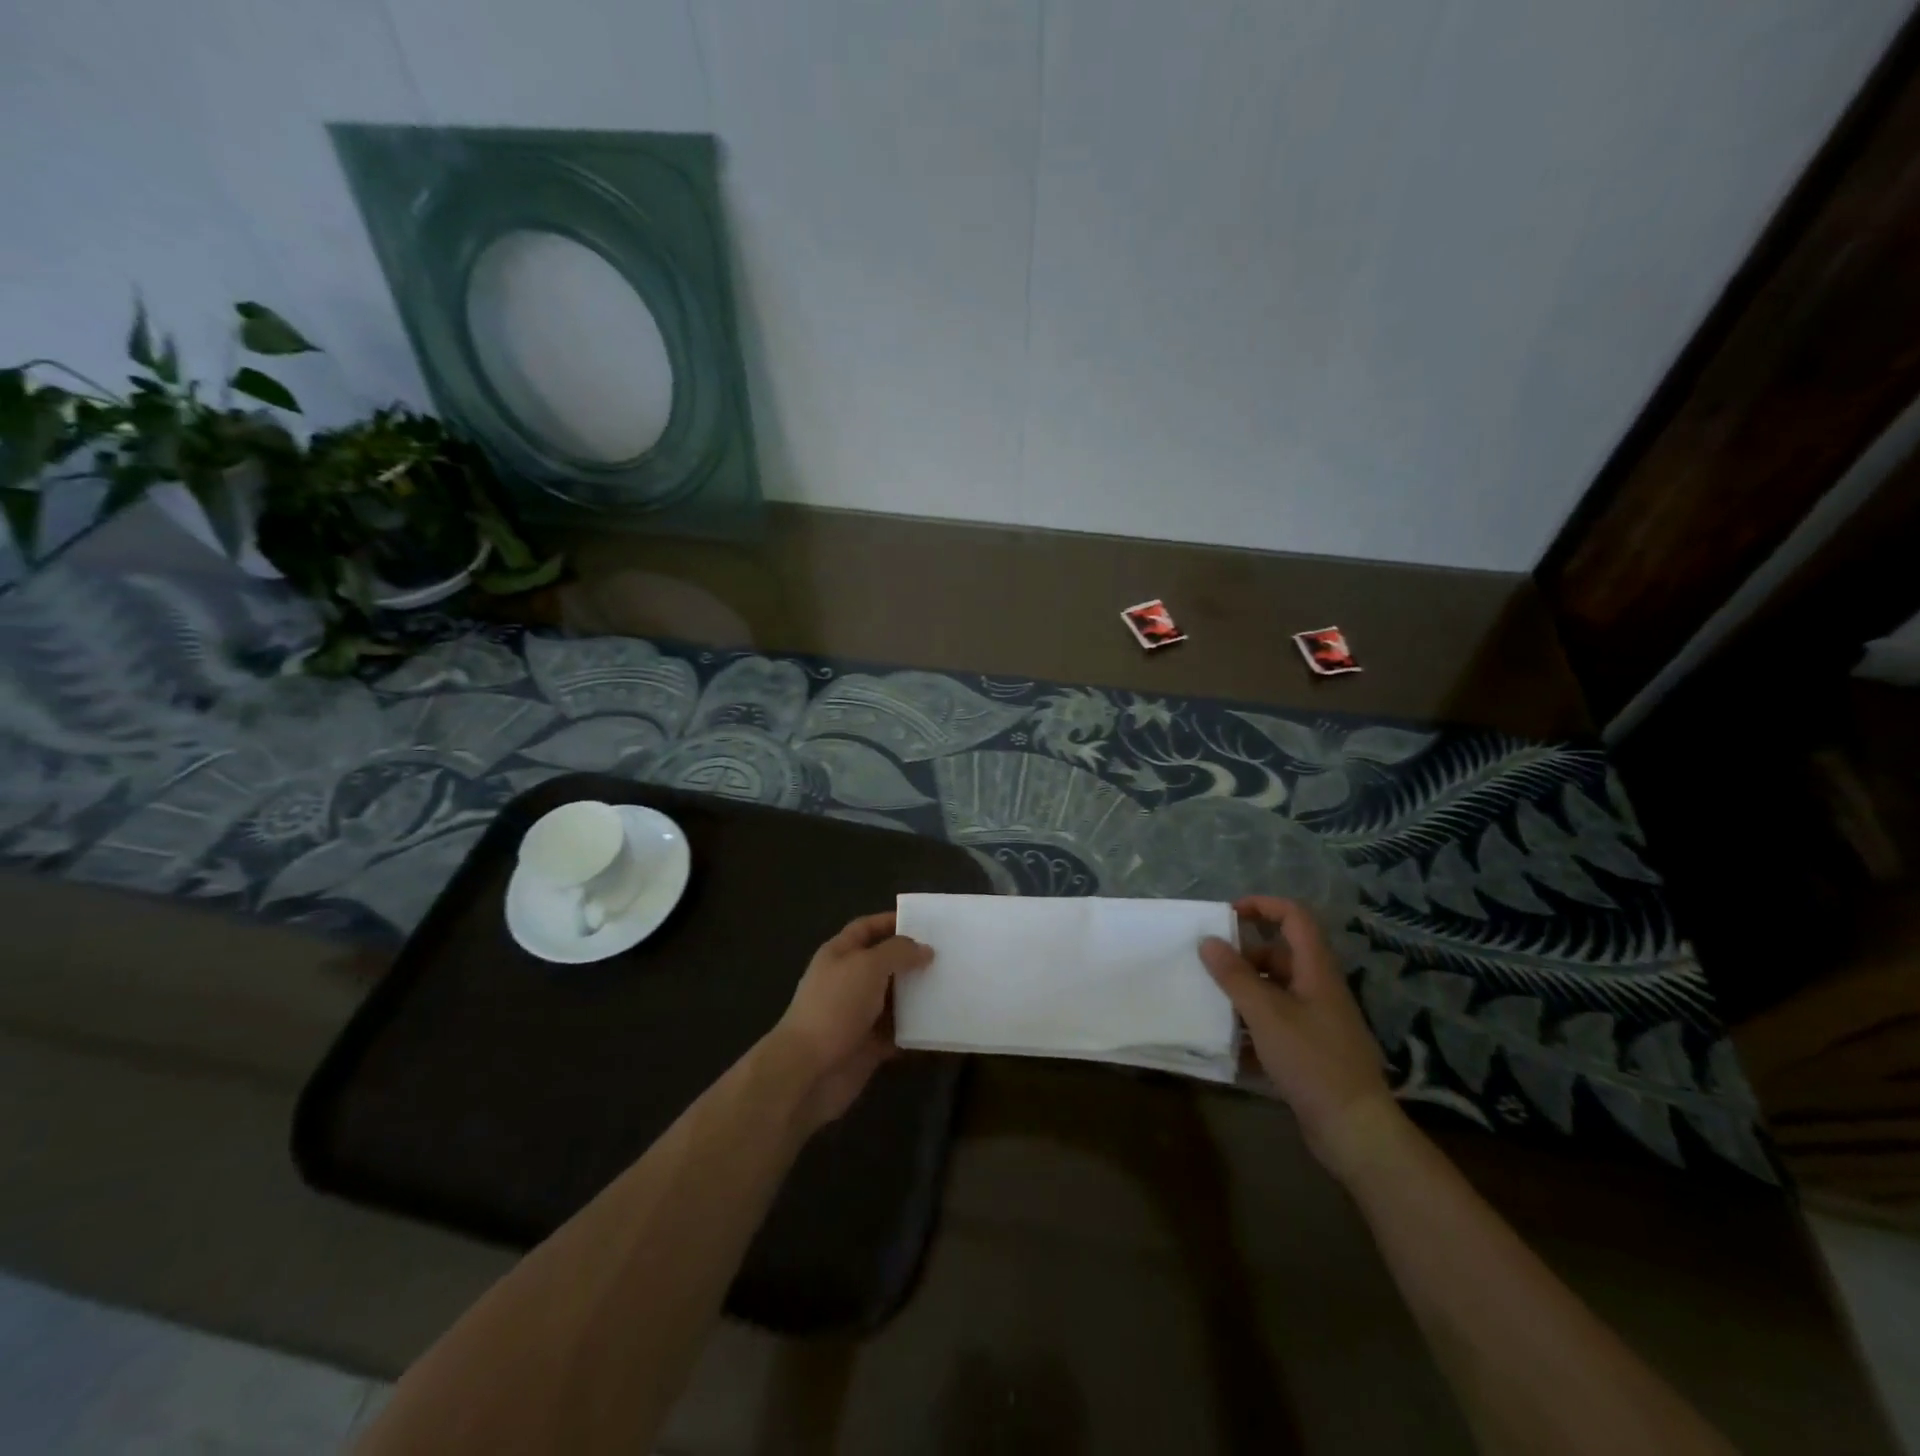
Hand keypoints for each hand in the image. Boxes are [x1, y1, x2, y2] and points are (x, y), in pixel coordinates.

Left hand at [766, 911, 932, 1132]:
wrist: (808, 1071)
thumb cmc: (835, 1006)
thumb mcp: (867, 966)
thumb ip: (898, 952)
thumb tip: (924, 949)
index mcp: (840, 954)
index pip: (866, 928)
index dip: (891, 921)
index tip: (925, 922)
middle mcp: (849, 981)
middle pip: (884, 963)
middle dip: (912, 958)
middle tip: (948, 955)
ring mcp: (858, 1014)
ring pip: (895, 998)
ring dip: (919, 994)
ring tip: (953, 985)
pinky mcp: (869, 1045)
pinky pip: (899, 1031)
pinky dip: (917, 1028)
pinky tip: (943, 1022)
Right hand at [1200, 896, 1407, 1180]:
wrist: (1354, 1128)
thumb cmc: (1312, 1060)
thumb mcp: (1266, 1014)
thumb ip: (1234, 975)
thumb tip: (1208, 941)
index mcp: (1316, 970)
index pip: (1294, 917)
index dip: (1262, 906)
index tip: (1227, 915)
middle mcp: (1319, 988)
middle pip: (1279, 954)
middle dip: (1243, 957)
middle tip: (1210, 968)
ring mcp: (1317, 1020)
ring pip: (1275, 990)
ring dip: (1244, 992)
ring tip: (1211, 1003)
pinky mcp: (1311, 1049)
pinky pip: (1276, 1022)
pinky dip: (1253, 1025)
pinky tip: (1228, 1042)